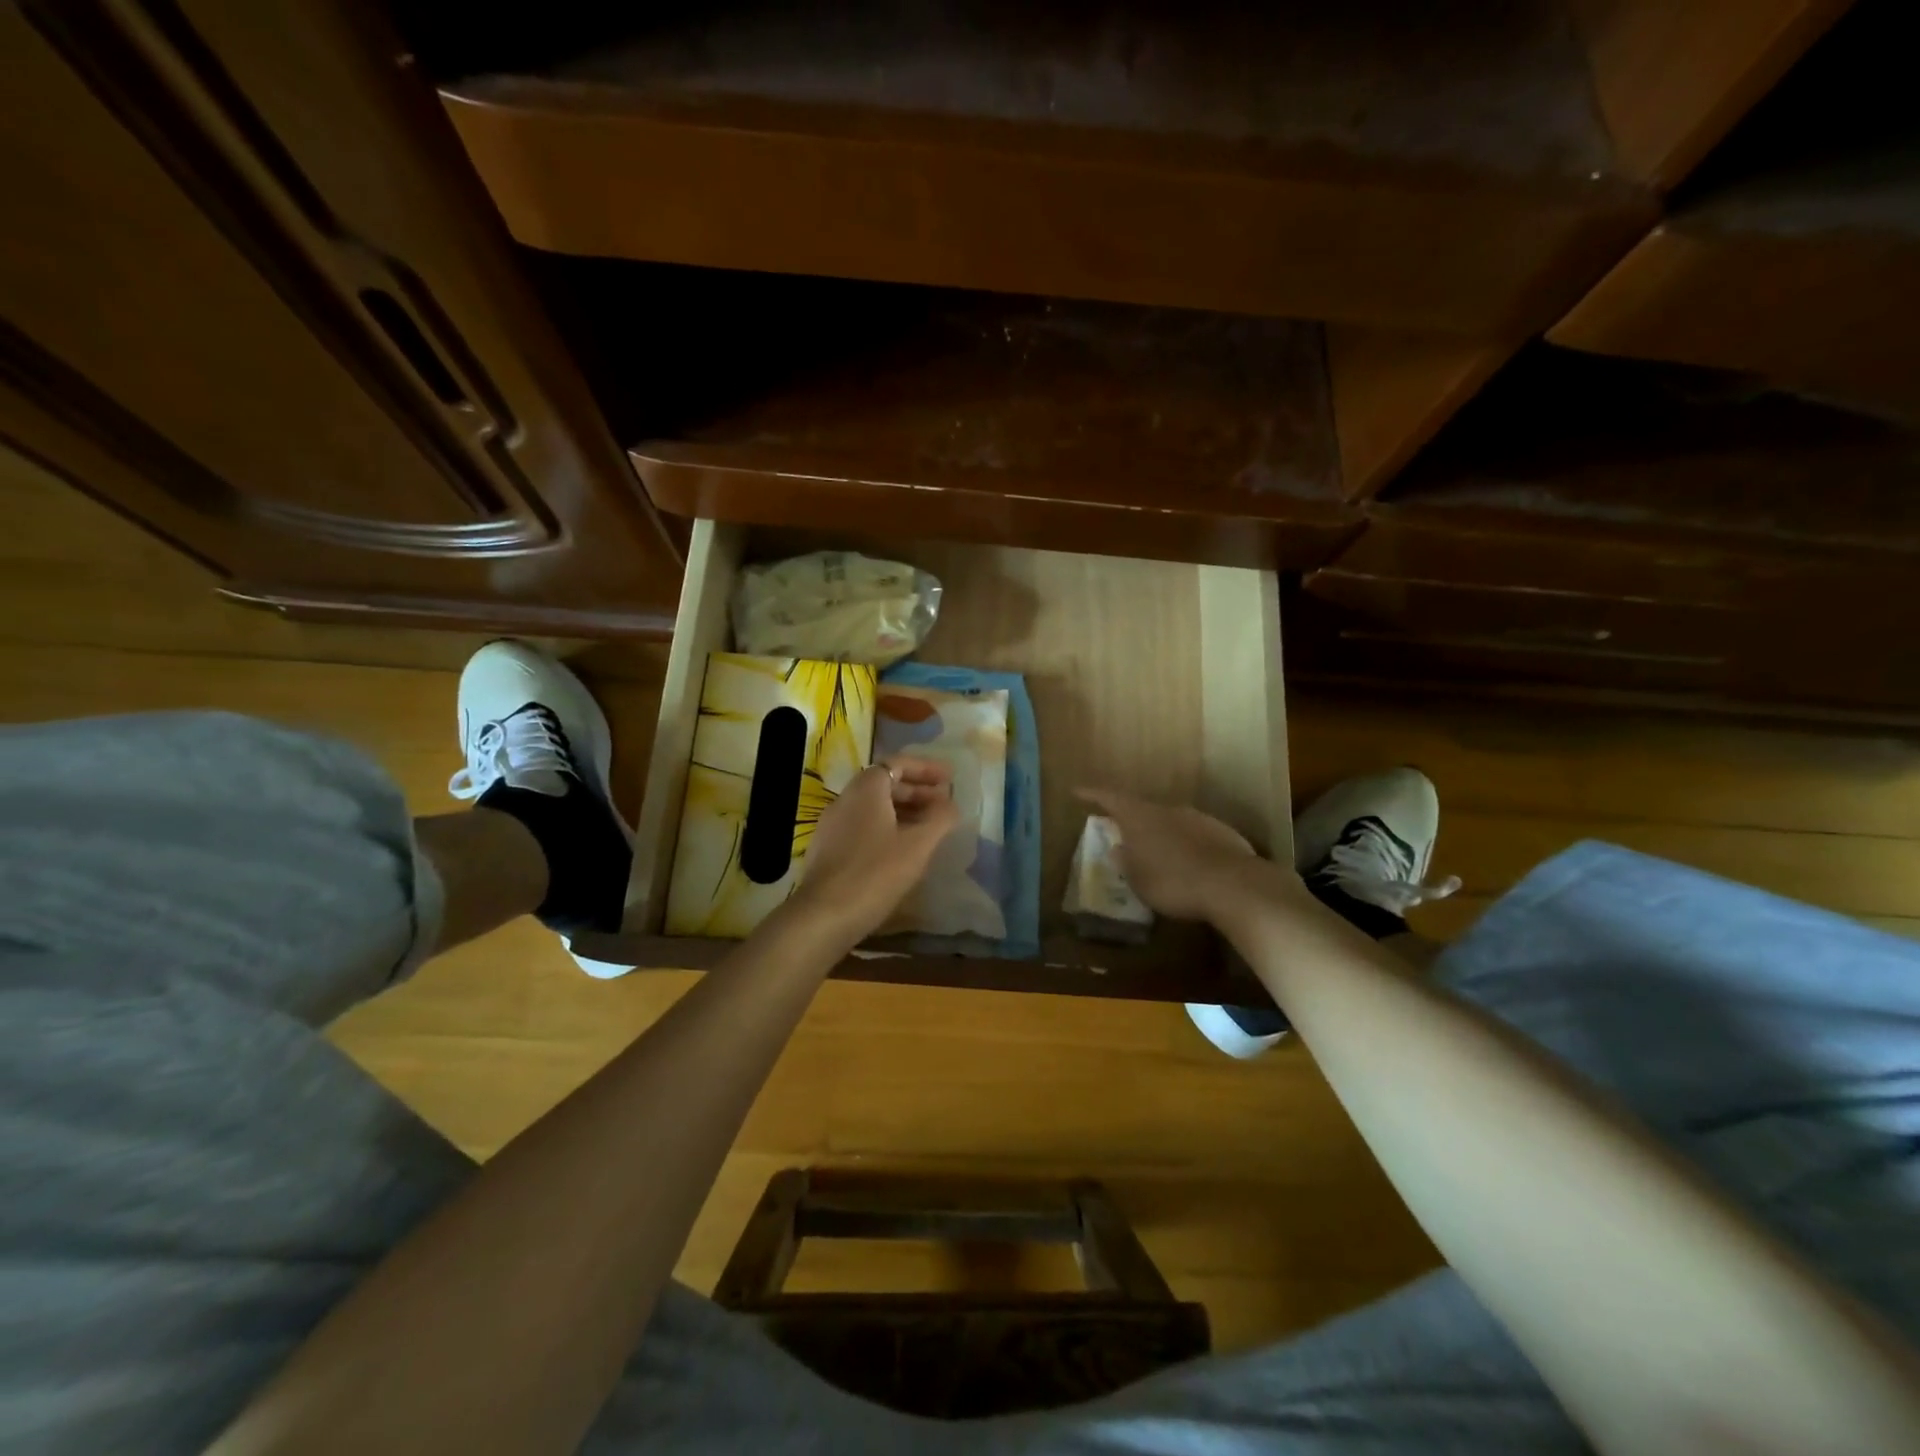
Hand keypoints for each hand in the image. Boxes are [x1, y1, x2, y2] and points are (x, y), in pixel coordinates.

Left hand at [791, 757, 960, 945]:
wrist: (824, 915)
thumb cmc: (875, 873)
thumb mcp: (918, 845)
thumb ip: (939, 819)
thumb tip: (951, 804)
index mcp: (866, 789)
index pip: (897, 764)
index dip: (926, 769)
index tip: (949, 779)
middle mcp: (845, 799)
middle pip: (885, 784)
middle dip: (917, 791)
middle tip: (943, 804)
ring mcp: (833, 825)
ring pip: (874, 808)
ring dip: (903, 811)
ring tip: (928, 828)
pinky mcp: (828, 849)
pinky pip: (863, 826)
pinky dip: (887, 828)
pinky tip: (902, 851)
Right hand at [1076, 787, 1274, 922]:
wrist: (1233, 885)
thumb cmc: (1174, 883)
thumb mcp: (1139, 880)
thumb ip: (1126, 862)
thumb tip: (1118, 849)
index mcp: (1140, 818)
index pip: (1110, 798)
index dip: (1092, 794)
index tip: (1077, 791)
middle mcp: (1167, 810)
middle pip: (1142, 809)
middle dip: (1130, 821)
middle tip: (1121, 834)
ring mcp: (1197, 818)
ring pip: (1170, 822)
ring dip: (1160, 835)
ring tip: (1157, 856)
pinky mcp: (1221, 831)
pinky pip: (1194, 835)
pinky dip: (1185, 845)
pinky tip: (1189, 866)